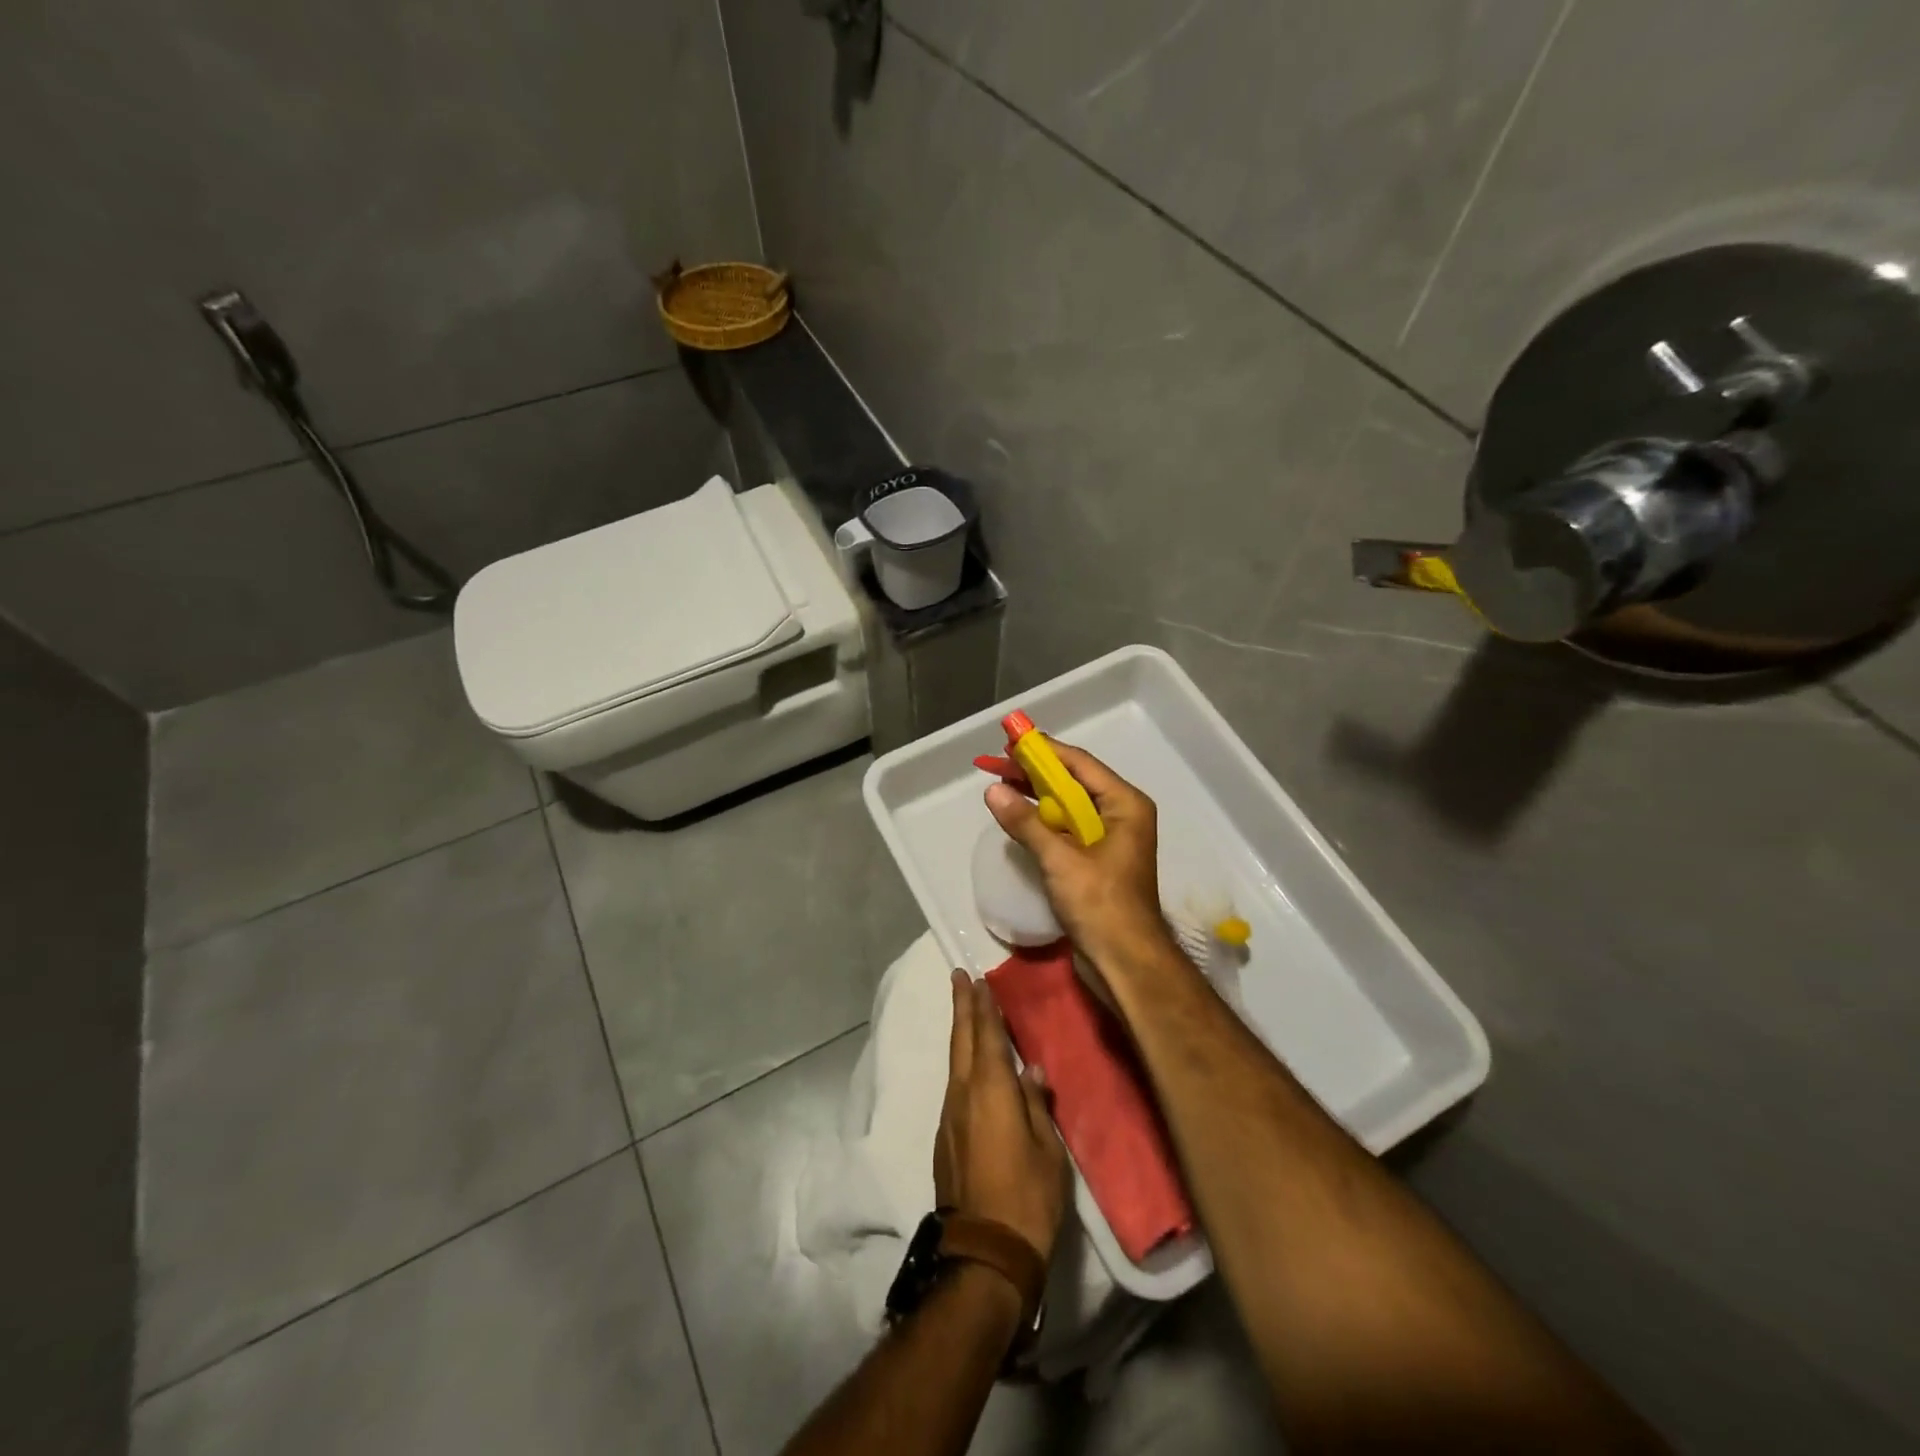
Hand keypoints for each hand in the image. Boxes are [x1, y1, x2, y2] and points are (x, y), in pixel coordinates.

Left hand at [935, 970, 1069, 1261]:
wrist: (984, 1252)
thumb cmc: (1028, 1197)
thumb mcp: (1047, 1149)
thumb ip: (1036, 1104)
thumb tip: (1029, 1069)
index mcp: (991, 1090)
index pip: (986, 1035)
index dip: (982, 1006)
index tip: (977, 978)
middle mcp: (963, 1094)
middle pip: (960, 1040)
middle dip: (961, 1007)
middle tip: (959, 977)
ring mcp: (950, 1116)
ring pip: (954, 1062)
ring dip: (959, 1032)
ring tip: (966, 1012)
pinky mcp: (946, 1137)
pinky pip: (954, 1085)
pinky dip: (961, 1063)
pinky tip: (971, 1066)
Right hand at [984, 743, 1178, 980]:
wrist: (1126, 961)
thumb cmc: (1100, 904)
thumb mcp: (1060, 859)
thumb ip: (1026, 822)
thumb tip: (993, 790)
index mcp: (1124, 804)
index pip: (1079, 763)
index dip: (1044, 750)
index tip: (1011, 741)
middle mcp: (1121, 814)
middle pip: (1074, 782)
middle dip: (1036, 773)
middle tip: (998, 765)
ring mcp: (1111, 838)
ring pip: (1069, 805)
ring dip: (1038, 796)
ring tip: (1002, 785)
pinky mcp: (1099, 859)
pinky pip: (1068, 828)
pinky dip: (1045, 820)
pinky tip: (1020, 817)